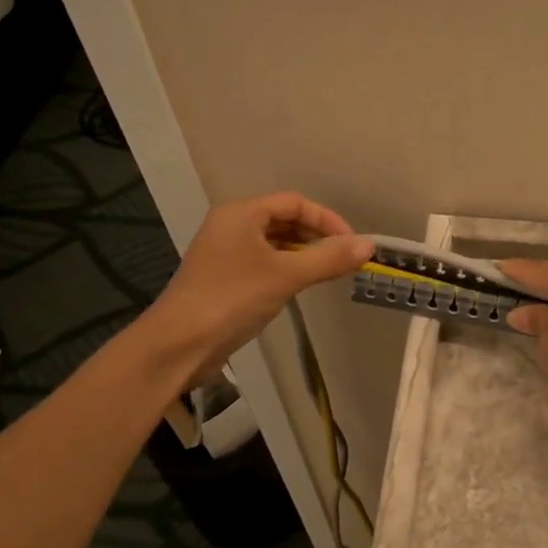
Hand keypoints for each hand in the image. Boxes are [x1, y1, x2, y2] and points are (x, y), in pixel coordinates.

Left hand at [139, 192, 372, 385]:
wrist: (178, 344)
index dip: (327, 219)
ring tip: (327, 271)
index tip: (351, 244)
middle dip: (316, 236)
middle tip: (342, 258)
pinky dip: (287, 268)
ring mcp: (225, 252)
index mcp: (241, 213)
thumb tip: (369, 245)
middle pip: (284, 219)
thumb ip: (328, 259)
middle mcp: (231, 225)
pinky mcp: (224, 278)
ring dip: (303, 253)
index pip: (295, 202)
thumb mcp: (286, 276)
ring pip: (274, 242)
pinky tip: (300, 285)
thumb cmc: (232, 299)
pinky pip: (264, 262)